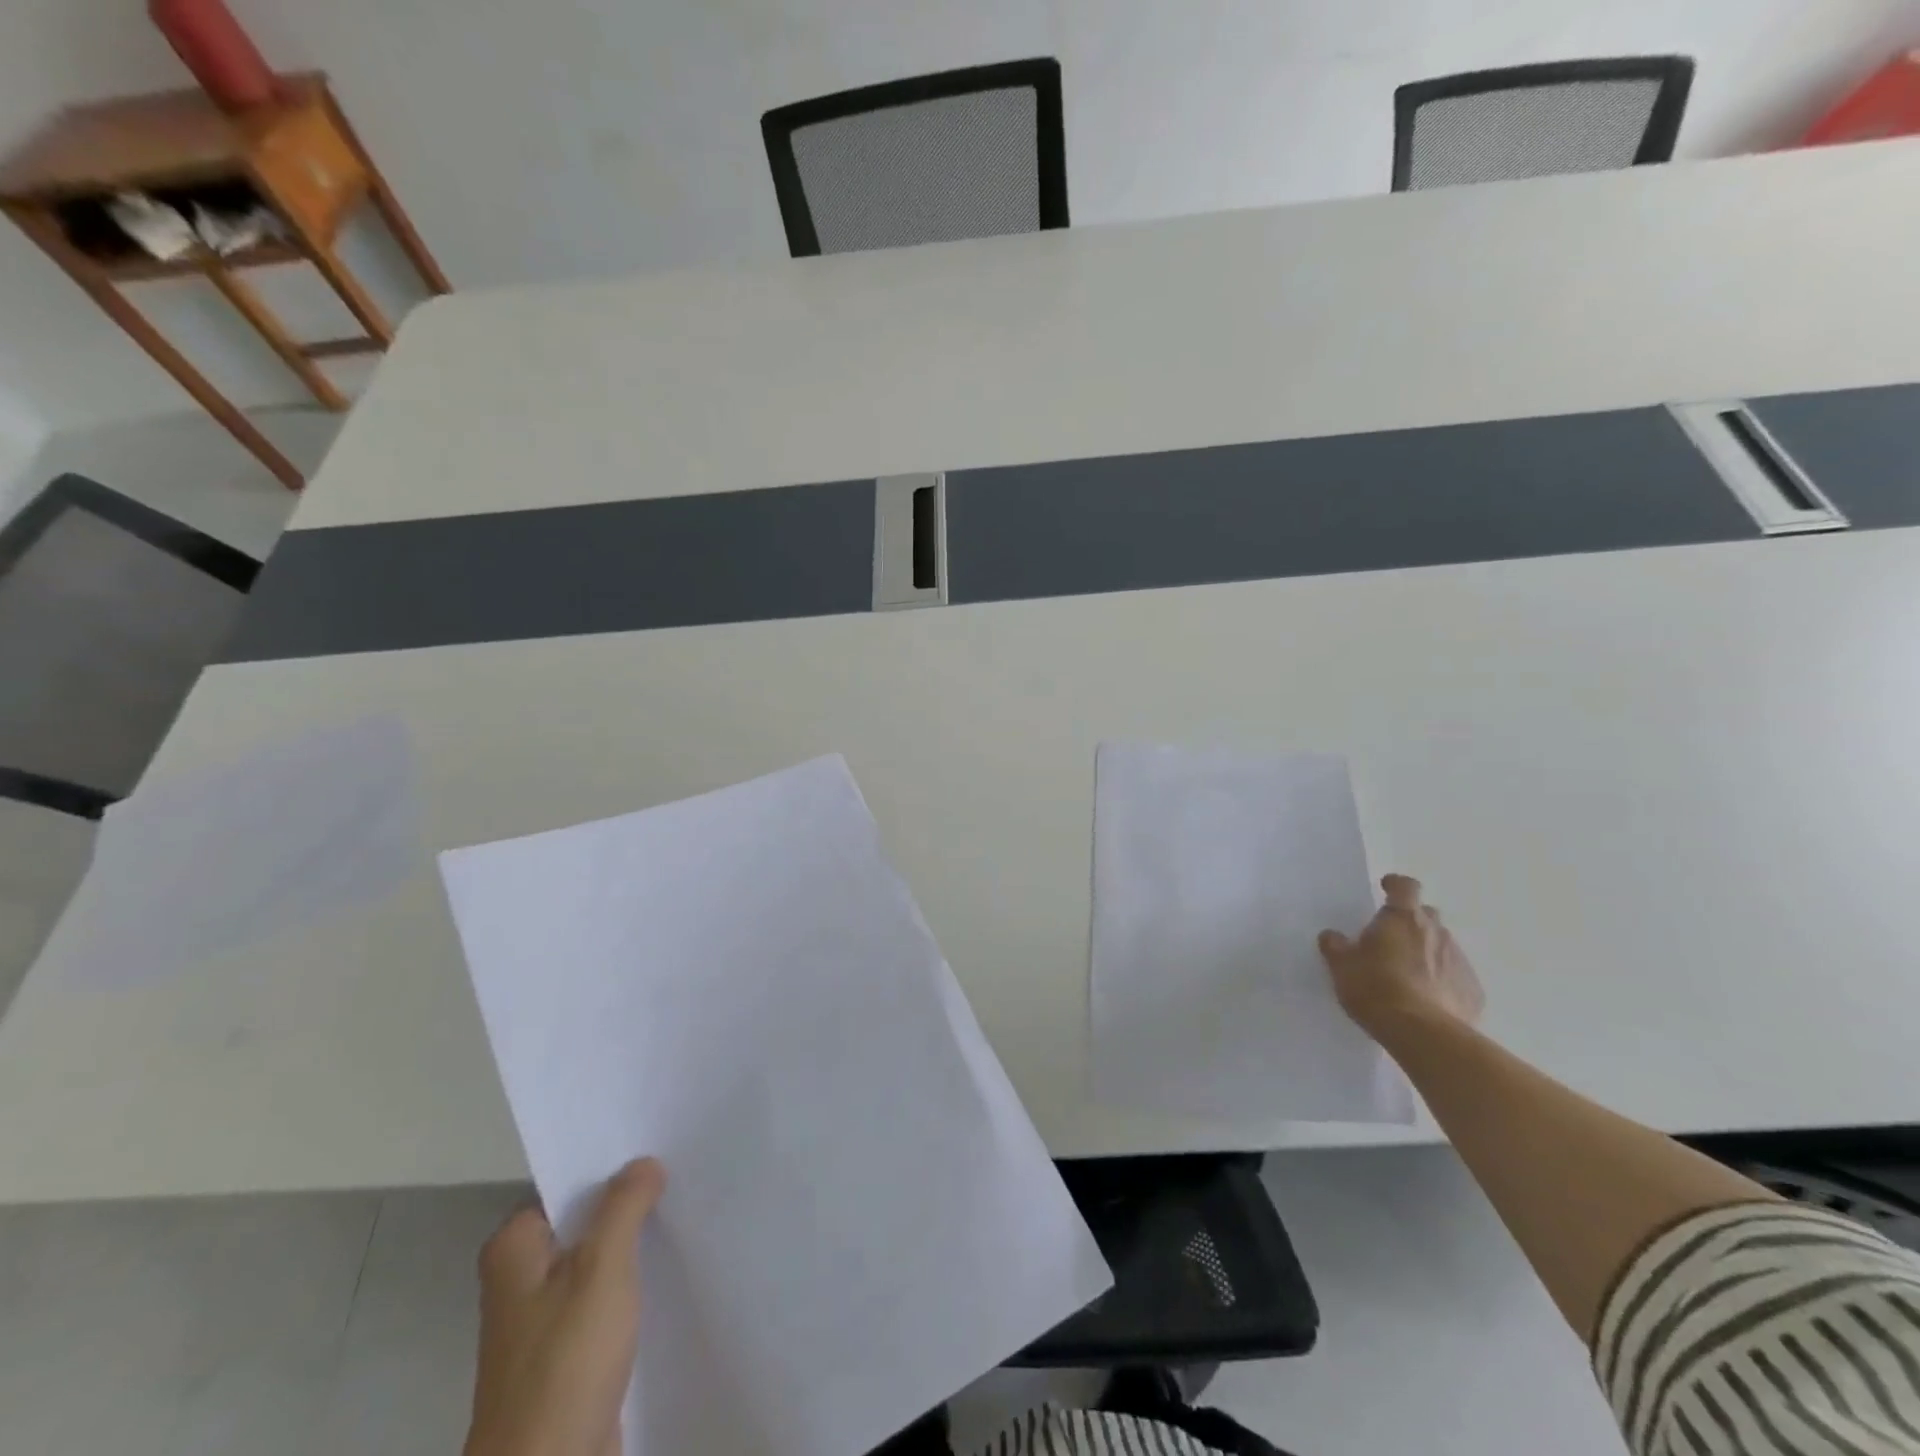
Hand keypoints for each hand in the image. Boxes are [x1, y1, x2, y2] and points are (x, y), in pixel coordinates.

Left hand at [465, 1158, 666, 1455]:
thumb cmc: (565, 1358)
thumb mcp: (602, 1266)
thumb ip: (625, 1205)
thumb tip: (644, 1163)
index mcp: (514, 1248)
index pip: (566, 1183)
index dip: (609, 1164)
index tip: (654, 1144)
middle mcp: (521, 1277)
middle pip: (583, 1220)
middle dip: (627, 1202)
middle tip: (679, 1169)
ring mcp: (543, 1318)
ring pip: (597, 1259)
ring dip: (633, 1243)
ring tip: (683, 1208)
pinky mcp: (567, 1351)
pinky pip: (605, 1297)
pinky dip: (632, 1283)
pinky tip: (669, 1267)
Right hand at [1319, 874, 1484, 1038]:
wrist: (1422, 1034)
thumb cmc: (1375, 988)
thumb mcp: (1342, 966)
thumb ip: (1336, 946)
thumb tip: (1333, 936)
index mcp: (1402, 918)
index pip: (1405, 886)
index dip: (1395, 885)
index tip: (1385, 889)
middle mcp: (1436, 932)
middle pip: (1426, 915)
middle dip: (1411, 922)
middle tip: (1391, 940)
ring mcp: (1459, 961)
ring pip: (1443, 946)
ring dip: (1427, 952)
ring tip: (1408, 974)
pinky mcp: (1473, 991)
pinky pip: (1456, 977)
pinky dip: (1443, 981)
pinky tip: (1428, 1000)